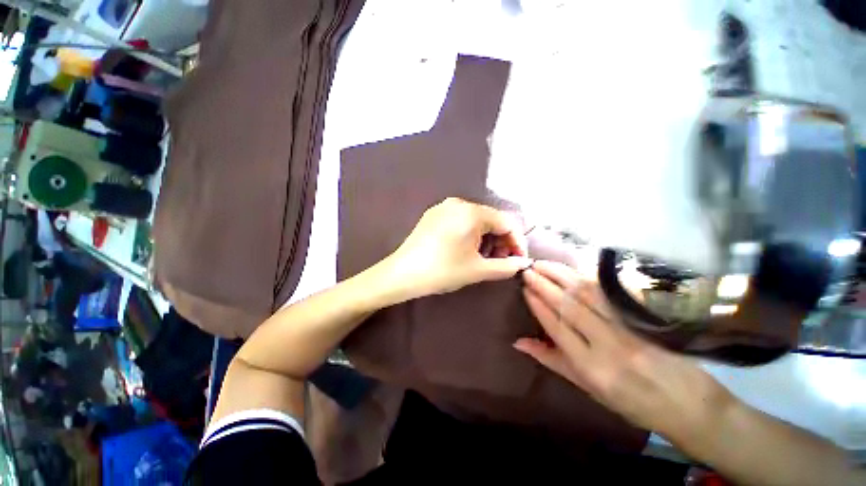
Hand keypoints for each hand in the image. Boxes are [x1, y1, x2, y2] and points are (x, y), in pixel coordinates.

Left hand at [386, 198, 531, 300]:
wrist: (402, 274)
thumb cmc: (442, 271)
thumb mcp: (477, 270)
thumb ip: (506, 266)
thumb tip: (523, 263)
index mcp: (471, 212)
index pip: (506, 222)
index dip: (517, 242)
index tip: (519, 260)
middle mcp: (458, 203)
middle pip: (491, 219)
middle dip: (501, 240)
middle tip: (501, 261)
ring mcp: (444, 207)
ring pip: (476, 220)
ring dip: (486, 238)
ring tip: (484, 258)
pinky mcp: (434, 214)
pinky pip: (461, 220)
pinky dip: (471, 234)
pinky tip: (467, 249)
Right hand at [515, 261, 731, 438]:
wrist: (691, 405)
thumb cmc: (632, 402)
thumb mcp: (588, 388)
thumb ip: (552, 360)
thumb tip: (519, 342)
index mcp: (592, 367)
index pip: (557, 327)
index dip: (538, 305)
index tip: (524, 288)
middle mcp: (608, 344)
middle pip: (569, 306)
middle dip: (544, 284)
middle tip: (527, 270)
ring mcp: (629, 327)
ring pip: (587, 294)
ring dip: (561, 275)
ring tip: (542, 264)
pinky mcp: (644, 317)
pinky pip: (609, 293)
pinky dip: (585, 278)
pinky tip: (571, 270)